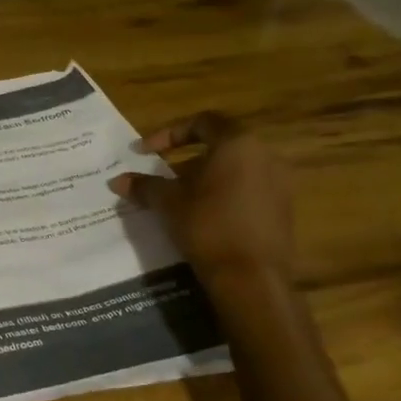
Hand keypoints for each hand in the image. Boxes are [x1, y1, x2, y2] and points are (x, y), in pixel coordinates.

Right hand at [111, 112, 296, 283]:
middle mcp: (265, 155)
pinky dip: (224, 194)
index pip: (202, 122)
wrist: (252, 278)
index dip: (169, 134)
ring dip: (205, 178)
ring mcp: (279, 183)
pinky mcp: (283, 209)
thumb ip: (144, 186)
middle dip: (186, 159)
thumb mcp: (168, 203)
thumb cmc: (207, 226)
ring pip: (235, 169)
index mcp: (237, 144)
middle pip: (220, 145)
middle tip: (162, 175)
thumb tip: (117, 180)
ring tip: (179, 198)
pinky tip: (204, 216)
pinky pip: (248, 190)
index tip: (145, 153)